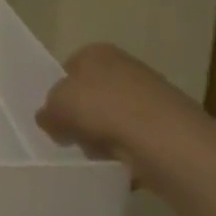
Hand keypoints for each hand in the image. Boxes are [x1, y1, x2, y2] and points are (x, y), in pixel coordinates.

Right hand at [35, 42, 190, 169]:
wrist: (162, 138)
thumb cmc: (100, 110)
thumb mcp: (55, 108)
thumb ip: (47, 112)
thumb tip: (51, 119)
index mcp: (96, 52)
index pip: (69, 69)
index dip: (59, 94)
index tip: (56, 118)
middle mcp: (124, 65)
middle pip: (92, 94)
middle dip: (83, 118)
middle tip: (75, 137)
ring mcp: (150, 93)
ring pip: (113, 118)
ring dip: (104, 137)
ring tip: (100, 154)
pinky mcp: (168, 122)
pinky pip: (135, 138)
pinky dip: (128, 151)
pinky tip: (123, 163)